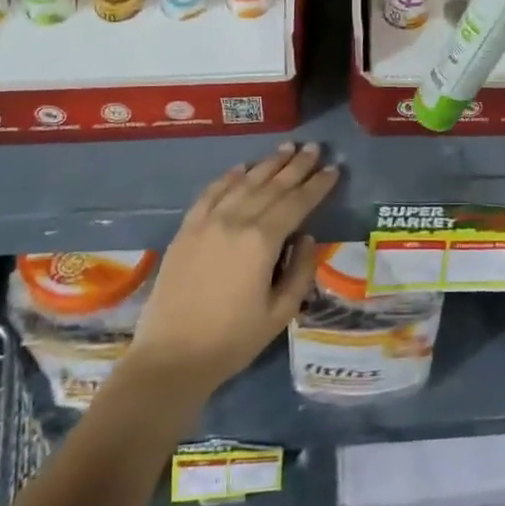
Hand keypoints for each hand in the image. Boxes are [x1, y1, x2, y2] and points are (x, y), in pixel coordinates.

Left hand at [127, 144, 338, 396]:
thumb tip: (307, 237)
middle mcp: (235, 221)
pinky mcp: (186, 229)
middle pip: (272, 185)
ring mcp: (207, 222)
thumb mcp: (280, 312)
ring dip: (267, 164)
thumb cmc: (232, 340)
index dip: (318, 185)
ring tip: (286, 149)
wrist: (170, 357)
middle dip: (296, 166)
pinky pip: (211, 193)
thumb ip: (300, 270)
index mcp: (262, 241)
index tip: (334, 169)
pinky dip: (228, 177)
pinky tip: (241, 168)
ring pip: (243, 183)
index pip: (297, 202)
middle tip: (314, 148)